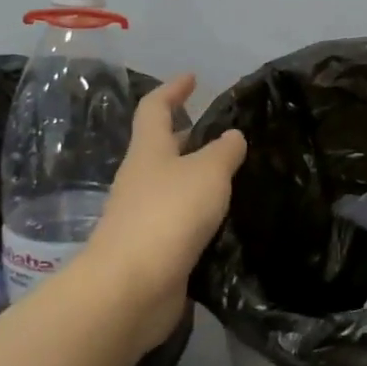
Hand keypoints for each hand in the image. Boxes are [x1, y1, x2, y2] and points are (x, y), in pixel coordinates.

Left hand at [83, 74, 246, 349]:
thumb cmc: (169, 215)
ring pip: (174, 186)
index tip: (192, 78)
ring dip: (199, 179)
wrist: (131, 287)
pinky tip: (225, 220)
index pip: (155, 108)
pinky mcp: (153, 249)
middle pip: (164, 148)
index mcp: (149, 151)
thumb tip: (232, 136)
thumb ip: (224, 152)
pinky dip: (201, 214)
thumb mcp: (207, 172)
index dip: (172, 89)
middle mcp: (142, 179)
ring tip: (235, 177)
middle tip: (227, 135)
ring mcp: (143, 216)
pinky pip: (180, 221)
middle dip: (191, 137)